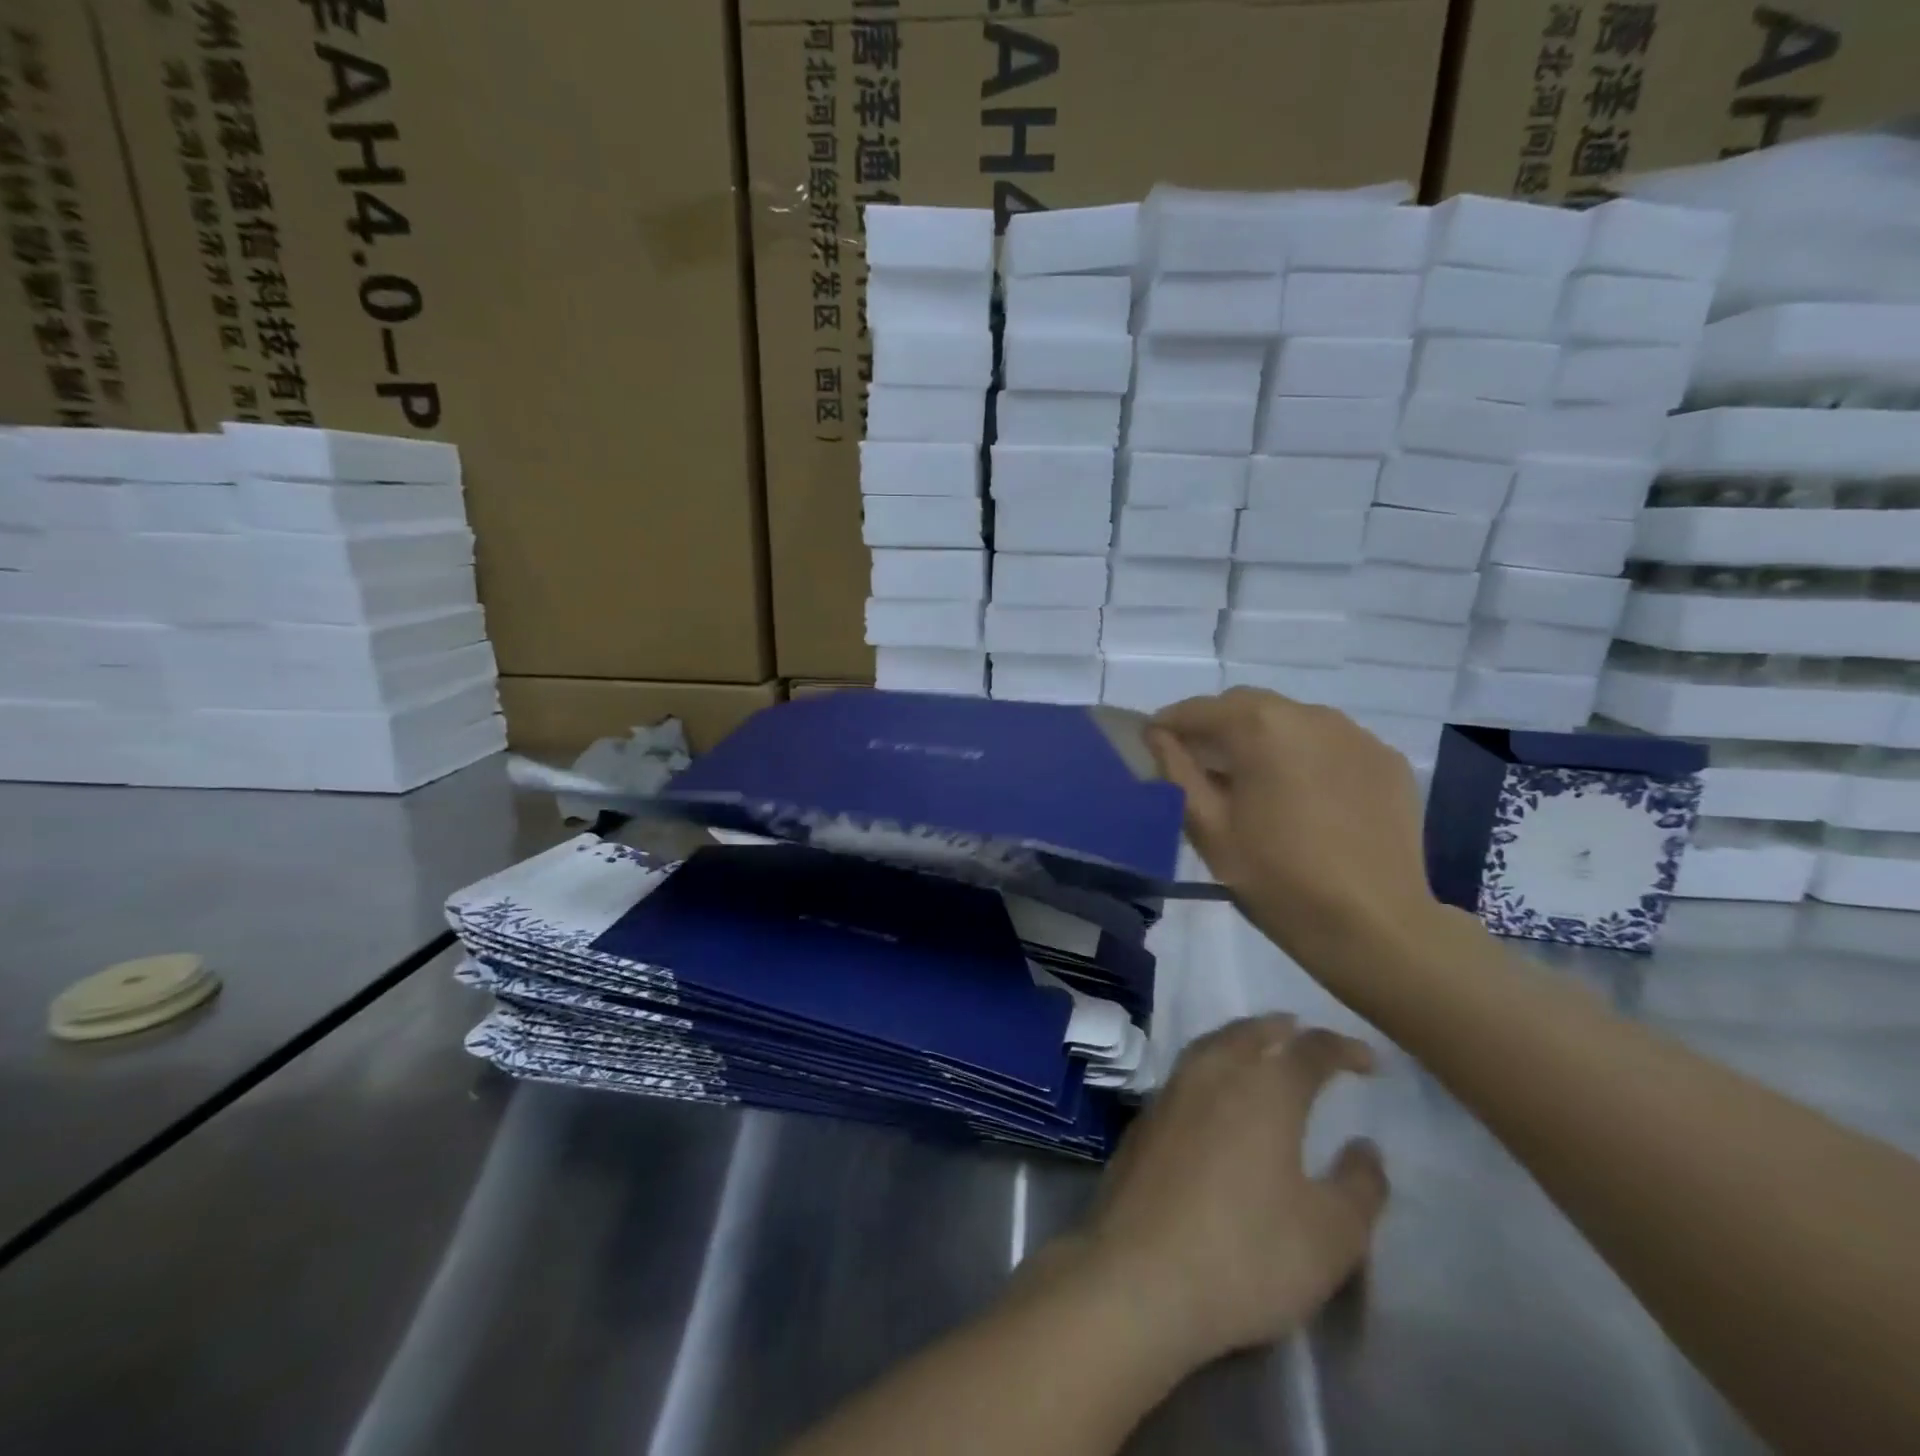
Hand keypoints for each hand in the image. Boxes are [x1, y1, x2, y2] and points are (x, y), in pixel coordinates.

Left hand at [1057, 1016, 1386, 1370]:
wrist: (1139, 1273)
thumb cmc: (1247, 1253)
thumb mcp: (1331, 1236)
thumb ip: (1359, 1186)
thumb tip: (1366, 1146)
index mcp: (1265, 1089)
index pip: (1310, 1050)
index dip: (1341, 1048)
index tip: (1366, 1060)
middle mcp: (1215, 1073)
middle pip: (1251, 1032)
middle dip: (1282, 1029)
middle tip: (1303, 1034)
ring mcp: (1171, 1091)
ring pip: (1212, 1044)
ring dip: (1241, 1039)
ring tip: (1260, 1049)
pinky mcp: (1144, 1118)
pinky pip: (1186, 1071)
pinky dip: (1211, 1065)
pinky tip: (1214, 1093)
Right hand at [1147, 687, 1438, 965]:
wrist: (1375, 927)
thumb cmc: (1277, 878)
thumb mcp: (1209, 829)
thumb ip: (1176, 772)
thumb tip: (1157, 736)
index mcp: (1261, 728)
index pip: (1200, 709)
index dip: (1169, 724)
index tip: (1152, 743)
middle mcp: (1311, 715)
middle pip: (1247, 705)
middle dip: (1216, 726)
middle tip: (1200, 766)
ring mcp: (1356, 735)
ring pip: (1292, 720)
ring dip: (1263, 738)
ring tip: (1255, 782)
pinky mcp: (1386, 760)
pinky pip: (1331, 743)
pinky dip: (1306, 756)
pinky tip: (1305, 796)